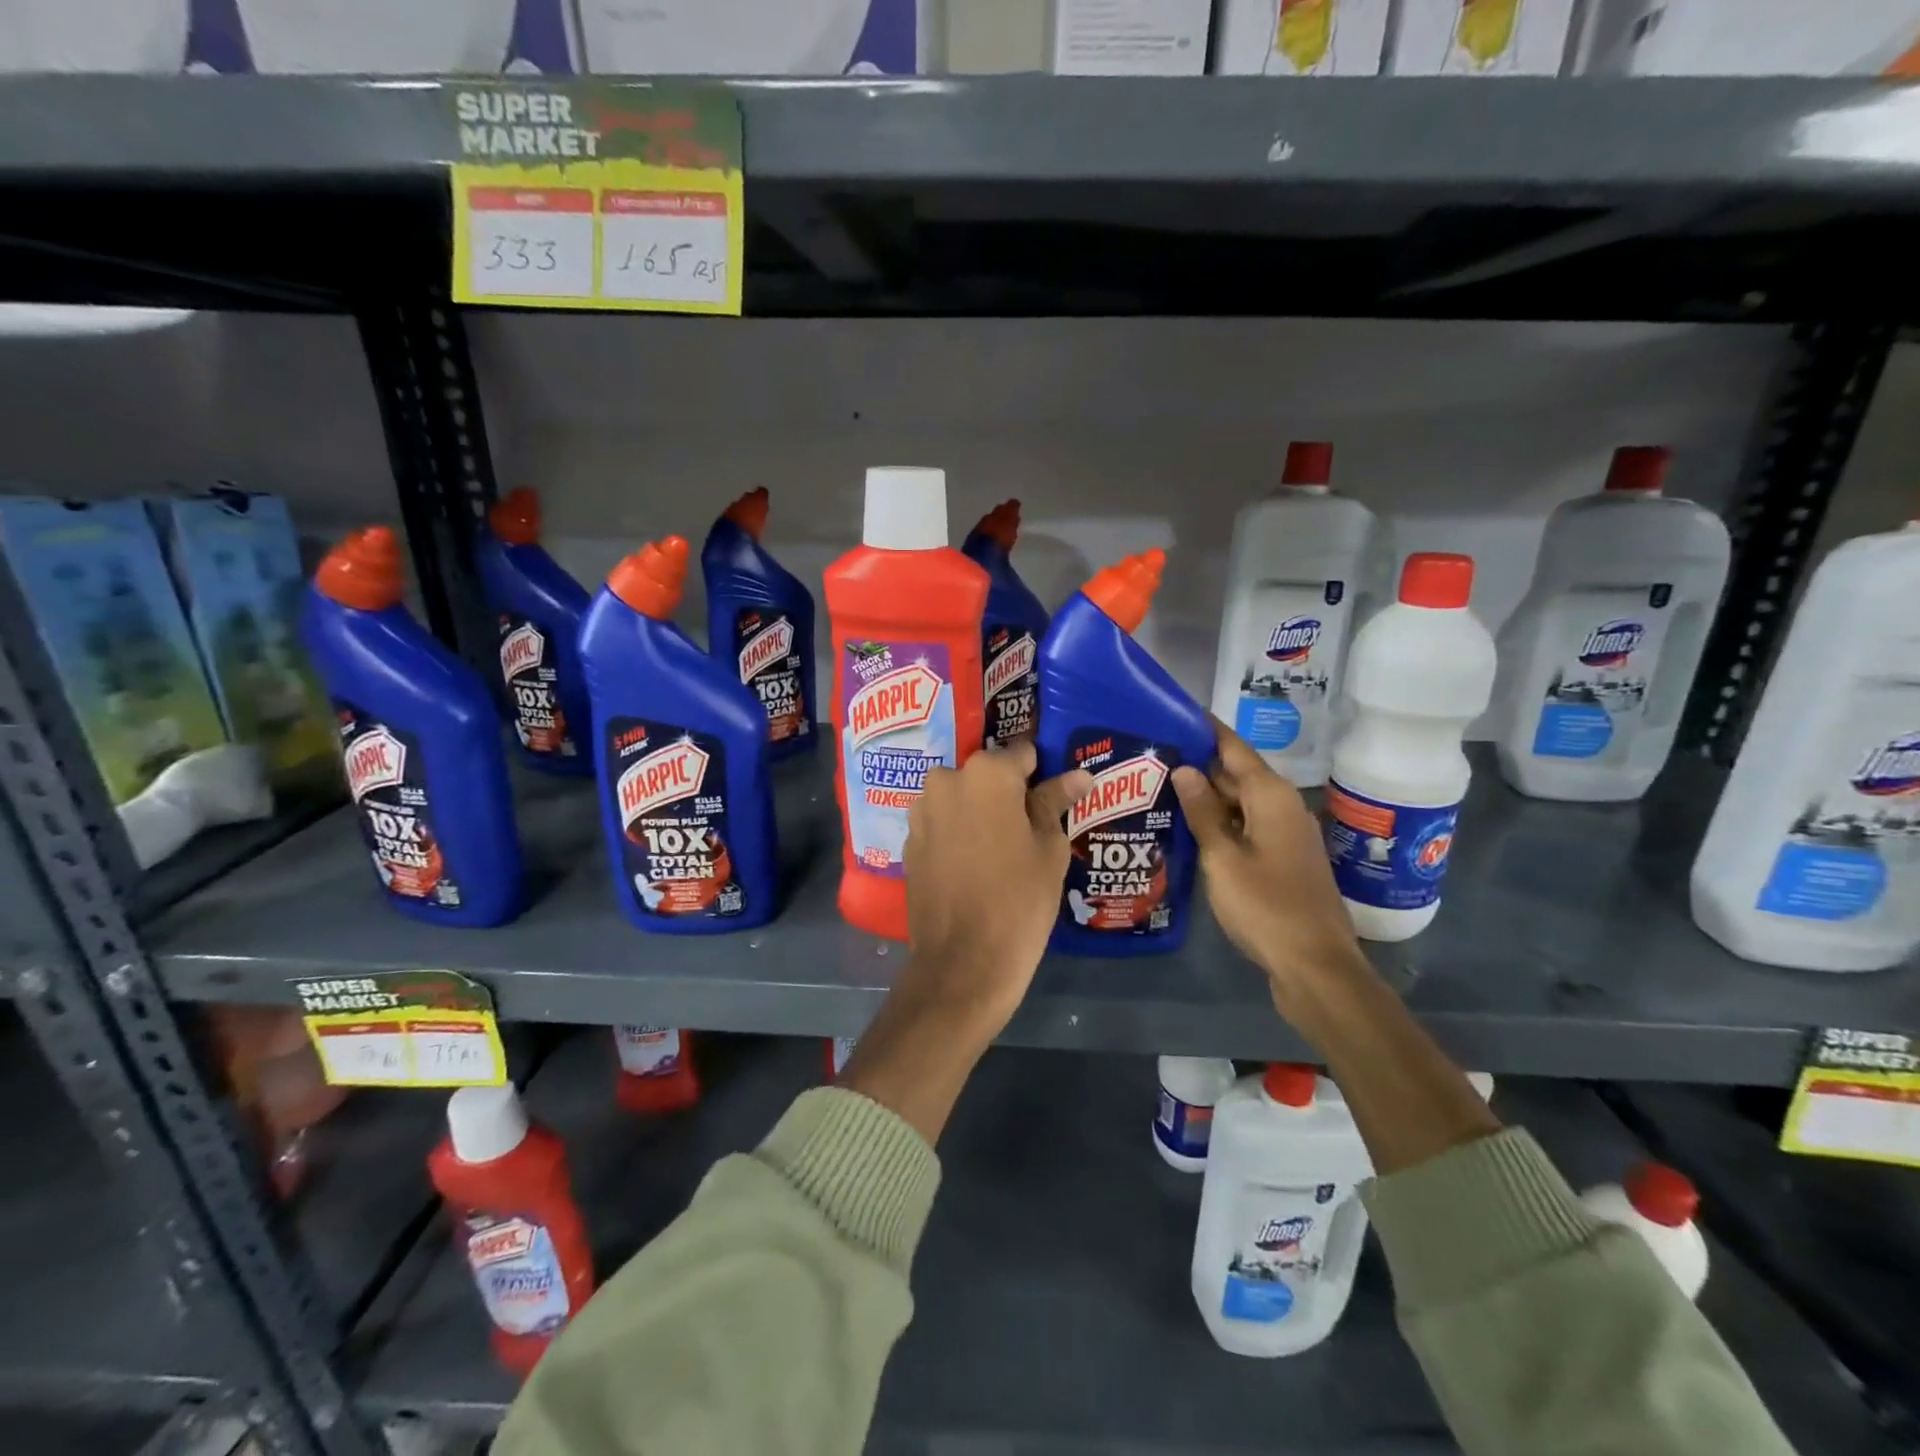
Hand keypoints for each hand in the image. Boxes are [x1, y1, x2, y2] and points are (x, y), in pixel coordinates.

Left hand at [902, 739, 1092, 1032]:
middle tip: (1027, 829)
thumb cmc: (1019, 899)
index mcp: (986, 774)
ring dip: (978, 812)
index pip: (1020, 754)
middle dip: (1005, 793)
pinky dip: (957, 833)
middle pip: (985, 775)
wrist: (963, 961)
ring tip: (1001, 850)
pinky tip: (973, 865)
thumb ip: (1055, 803)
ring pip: (960, 798)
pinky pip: (941, 824)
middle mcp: (946, 781)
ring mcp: (921, 811)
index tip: (1051, 796)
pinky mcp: (909, 842)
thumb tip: (1077, 775)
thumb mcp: (1048, 849)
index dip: (1038, 774)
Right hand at [1171, 723, 1369, 1014]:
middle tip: (1153, 755)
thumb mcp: (1223, 857)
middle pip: (1237, 774)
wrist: (1314, 965)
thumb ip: (1203, 812)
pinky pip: (1247, 827)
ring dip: (1207, 796)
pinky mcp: (1283, 860)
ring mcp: (1286, 835)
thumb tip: (1185, 769)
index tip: (1174, 713)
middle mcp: (1283, 807)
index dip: (1206, 730)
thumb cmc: (1265, 906)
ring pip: (1241, 803)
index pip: (1234, 748)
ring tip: (1161, 788)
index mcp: (1271, 797)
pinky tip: (1190, 828)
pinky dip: (1220, 822)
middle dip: (1199, 764)